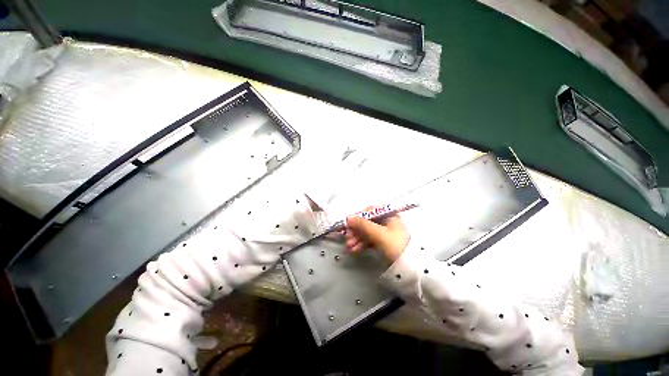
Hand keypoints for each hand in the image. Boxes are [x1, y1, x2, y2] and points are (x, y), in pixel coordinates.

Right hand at [345, 215, 409, 261]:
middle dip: (356, 231)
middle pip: (367, 222)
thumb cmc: (396, 246)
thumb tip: (348, 216)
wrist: (411, 267)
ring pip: (367, 232)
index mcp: (388, 215)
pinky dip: (362, 244)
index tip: (348, 225)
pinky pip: (370, 240)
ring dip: (357, 239)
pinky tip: (354, 250)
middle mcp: (386, 221)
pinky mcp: (383, 242)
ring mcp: (384, 232)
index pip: (369, 211)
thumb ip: (363, 225)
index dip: (358, 217)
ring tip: (349, 247)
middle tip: (347, 239)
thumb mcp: (379, 234)